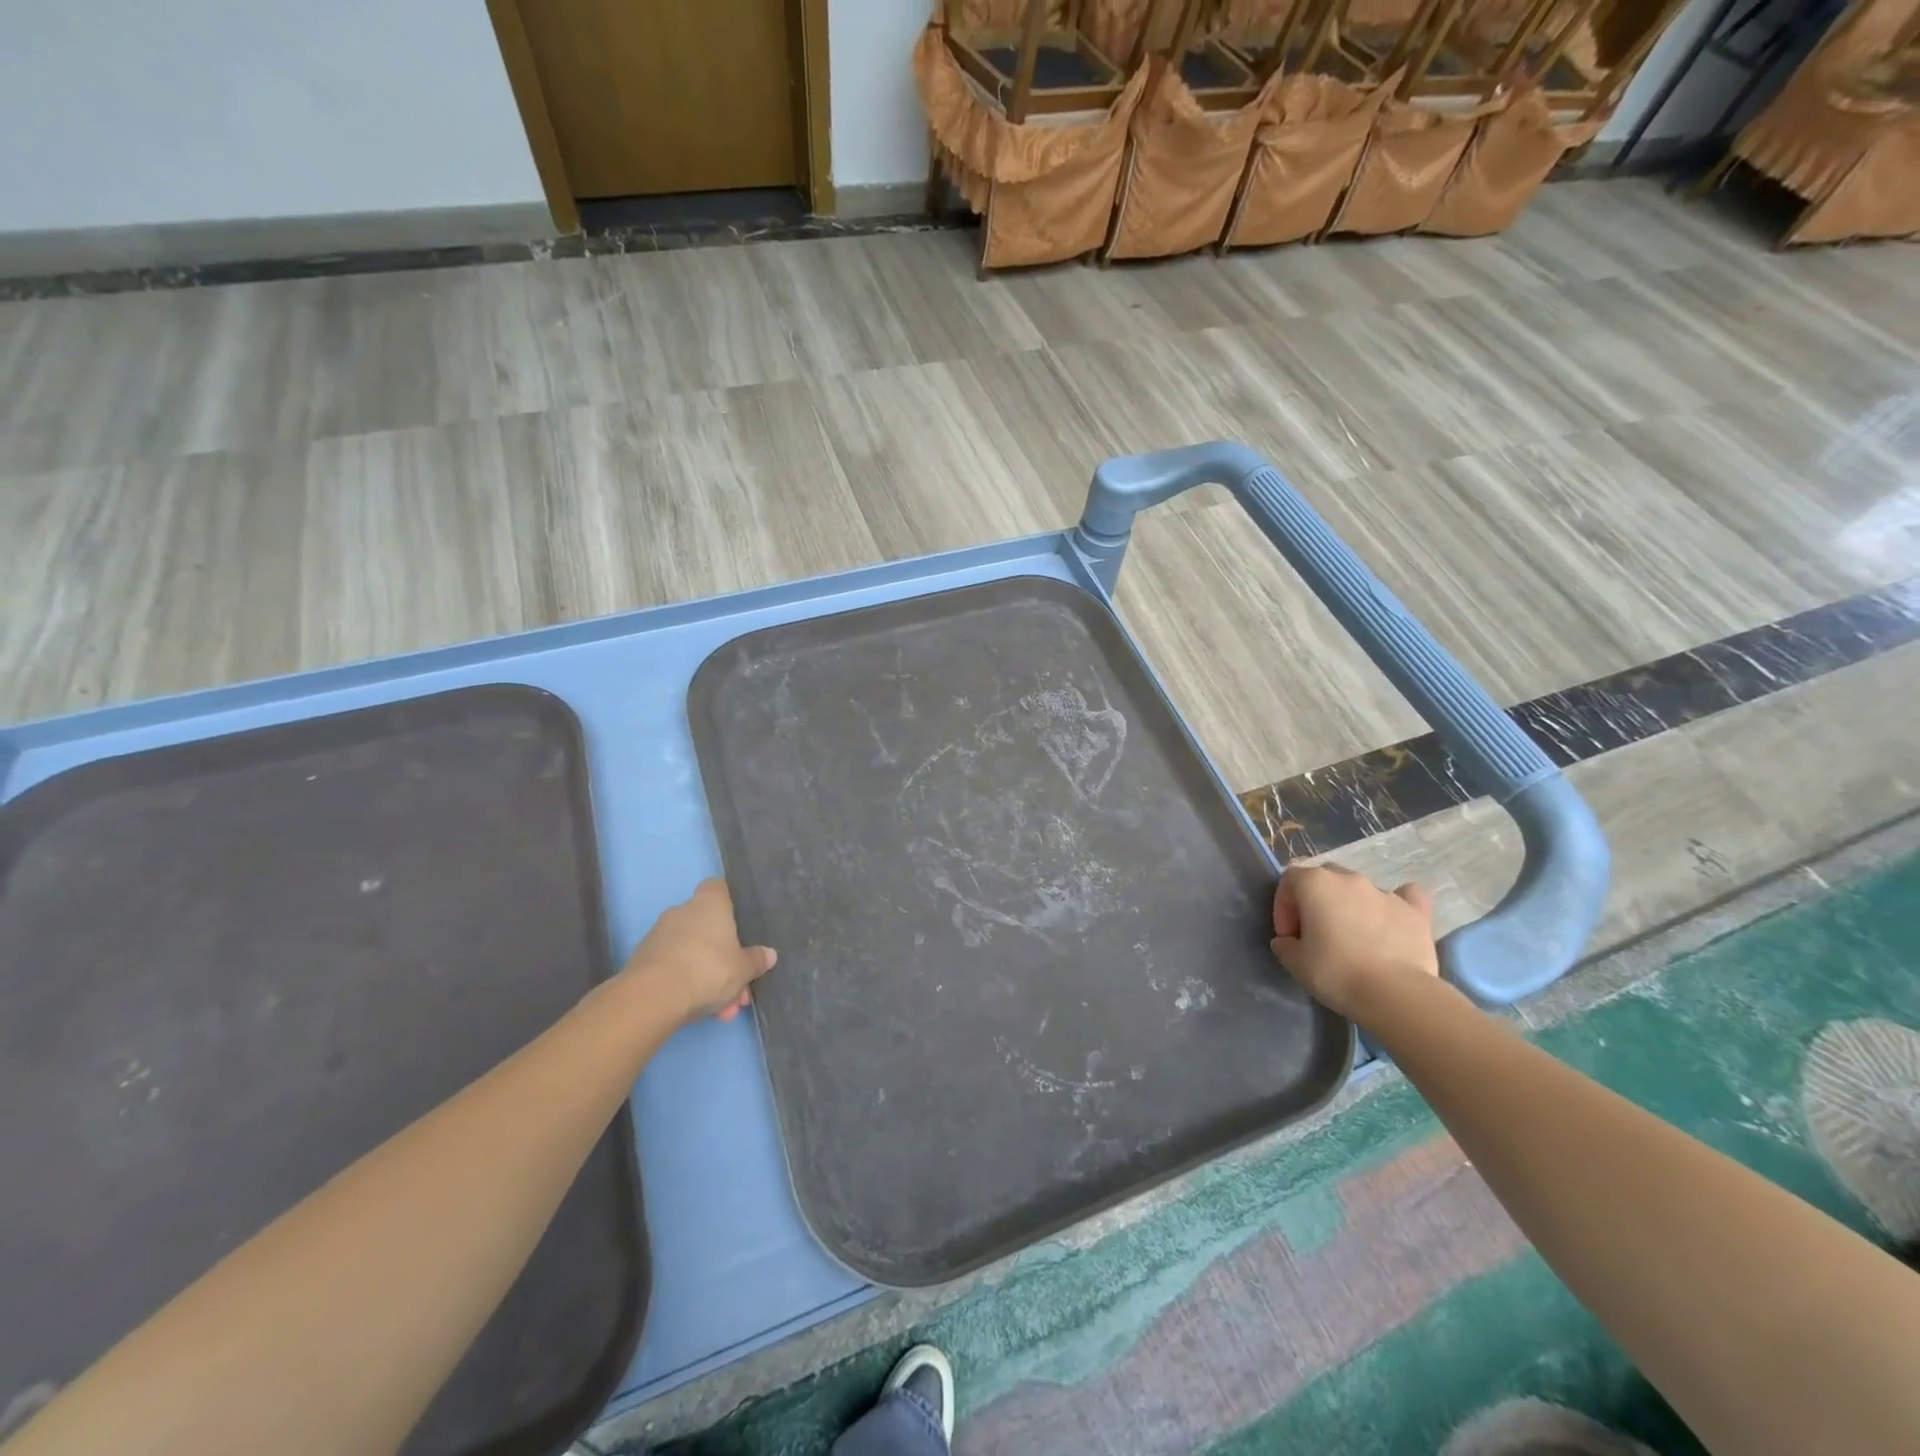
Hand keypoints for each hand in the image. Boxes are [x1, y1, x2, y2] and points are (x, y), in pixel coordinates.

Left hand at [621, 880, 776, 1025]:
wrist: (653, 997)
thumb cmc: (708, 969)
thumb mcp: (743, 969)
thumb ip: (756, 960)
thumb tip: (768, 954)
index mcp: (709, 904)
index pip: (718, 887)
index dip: (729, 901)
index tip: (739, 921)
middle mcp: (682, 912)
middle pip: (708, 928)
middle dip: (724, 958)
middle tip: (737, 987)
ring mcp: (659, 935)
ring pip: (692, 953)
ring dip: (707, 977)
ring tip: (721, 1010)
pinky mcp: (643, 960)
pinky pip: (673, 968)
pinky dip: (686, 985)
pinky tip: (698, 1010)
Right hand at [1270, 864, 1437, 1019]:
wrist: (1395, 994)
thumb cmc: (1336, 973)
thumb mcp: (1294, 962)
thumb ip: (1284, 944)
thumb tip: (1289, 941)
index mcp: (1315, 883)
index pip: (1289, 881)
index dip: (1284, 907)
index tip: (1289, 936)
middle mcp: (1349, 879)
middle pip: (1324, 878)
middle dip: (1315, 901)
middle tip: (1315, 934)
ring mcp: (1385, 892)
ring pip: (1359, 889)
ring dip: (1350, 906)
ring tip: (1353, 938)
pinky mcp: (1415, 911)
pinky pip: (1405, 896)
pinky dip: (1395, 905)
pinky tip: (1392, 921)